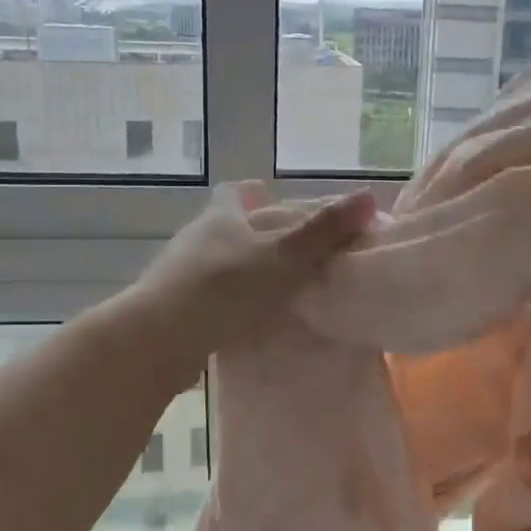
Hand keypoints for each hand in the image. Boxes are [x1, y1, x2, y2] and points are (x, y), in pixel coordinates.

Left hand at [126, 184, 377, 381]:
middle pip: (226, 228)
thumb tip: (368, 195)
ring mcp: (178, 275)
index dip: (252, 192)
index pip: (234, 192)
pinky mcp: (172, 310)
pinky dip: (228, 304)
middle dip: (253, 236)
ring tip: (273, 290)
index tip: (271, 198)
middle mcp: (196, 239)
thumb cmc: (228, 286)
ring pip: (216, 264)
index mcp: (221, 218)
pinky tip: (247, 321)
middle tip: (288, 253)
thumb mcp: (286, 256)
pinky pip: (208, 298)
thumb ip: (326, 230)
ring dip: (241, 273)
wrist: (162, 338)